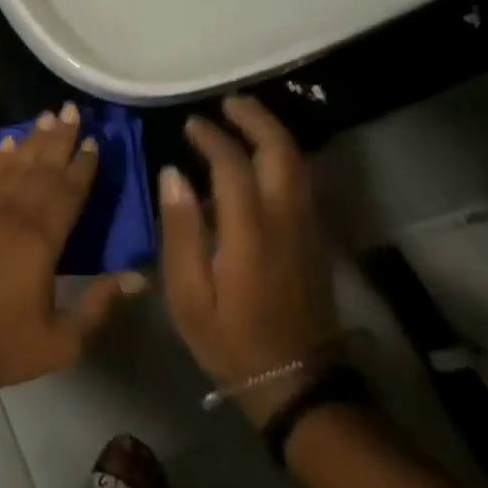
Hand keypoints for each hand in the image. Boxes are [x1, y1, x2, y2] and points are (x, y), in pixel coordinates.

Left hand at [0, 103, 145, 397]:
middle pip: (42, 166)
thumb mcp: (63, 340)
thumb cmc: (3, 343)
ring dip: (32, 139)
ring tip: (46, 116)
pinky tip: (6, 143)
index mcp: (42, 239)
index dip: (83, 165)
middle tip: (72, 109)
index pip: (69, 191)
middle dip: (60, 138)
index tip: (95, 140)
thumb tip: (139, 276)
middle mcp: (14, 213)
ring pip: (14, 164)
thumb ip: (100, 304)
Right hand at [159, 94, 339, 426]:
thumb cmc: (232, 340)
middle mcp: (285, 220)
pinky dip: (282, 155)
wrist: (298, 384)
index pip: (234, 165)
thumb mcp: (188, 295)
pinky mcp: (314, 238)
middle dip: (256, 119)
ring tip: (244, 117)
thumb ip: (180, 230)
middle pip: (281, 152)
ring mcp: (306, 228)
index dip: (212, 138)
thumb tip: (172, 173)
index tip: (189, 126)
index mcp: (250, 232)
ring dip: (272, 133)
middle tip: (228, 103)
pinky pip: (301, 181)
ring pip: (298, 163)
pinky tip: (262, 155)